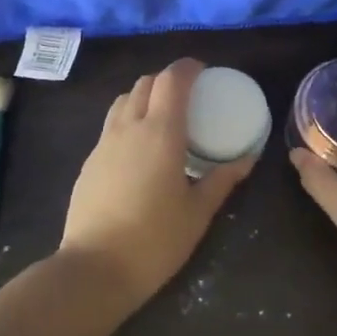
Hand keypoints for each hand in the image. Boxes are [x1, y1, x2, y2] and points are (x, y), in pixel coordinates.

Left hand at [60, 58, 256, 303]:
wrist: (95, 268)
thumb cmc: (155, 240)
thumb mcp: (198, 212)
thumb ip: (222, 179)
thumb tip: (247, 158)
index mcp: (160, 132)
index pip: (171, 80)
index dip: (187, 68)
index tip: (203, 70)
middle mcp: (128, 128)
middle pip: (144, 84)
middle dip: (166, 80)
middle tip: (187, 96)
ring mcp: (103, 144)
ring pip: (123, 102)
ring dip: (144, 97)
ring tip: (162, 117)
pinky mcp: (89, 162)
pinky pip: (111, 126)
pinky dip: (128, 121)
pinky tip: (140, 150)